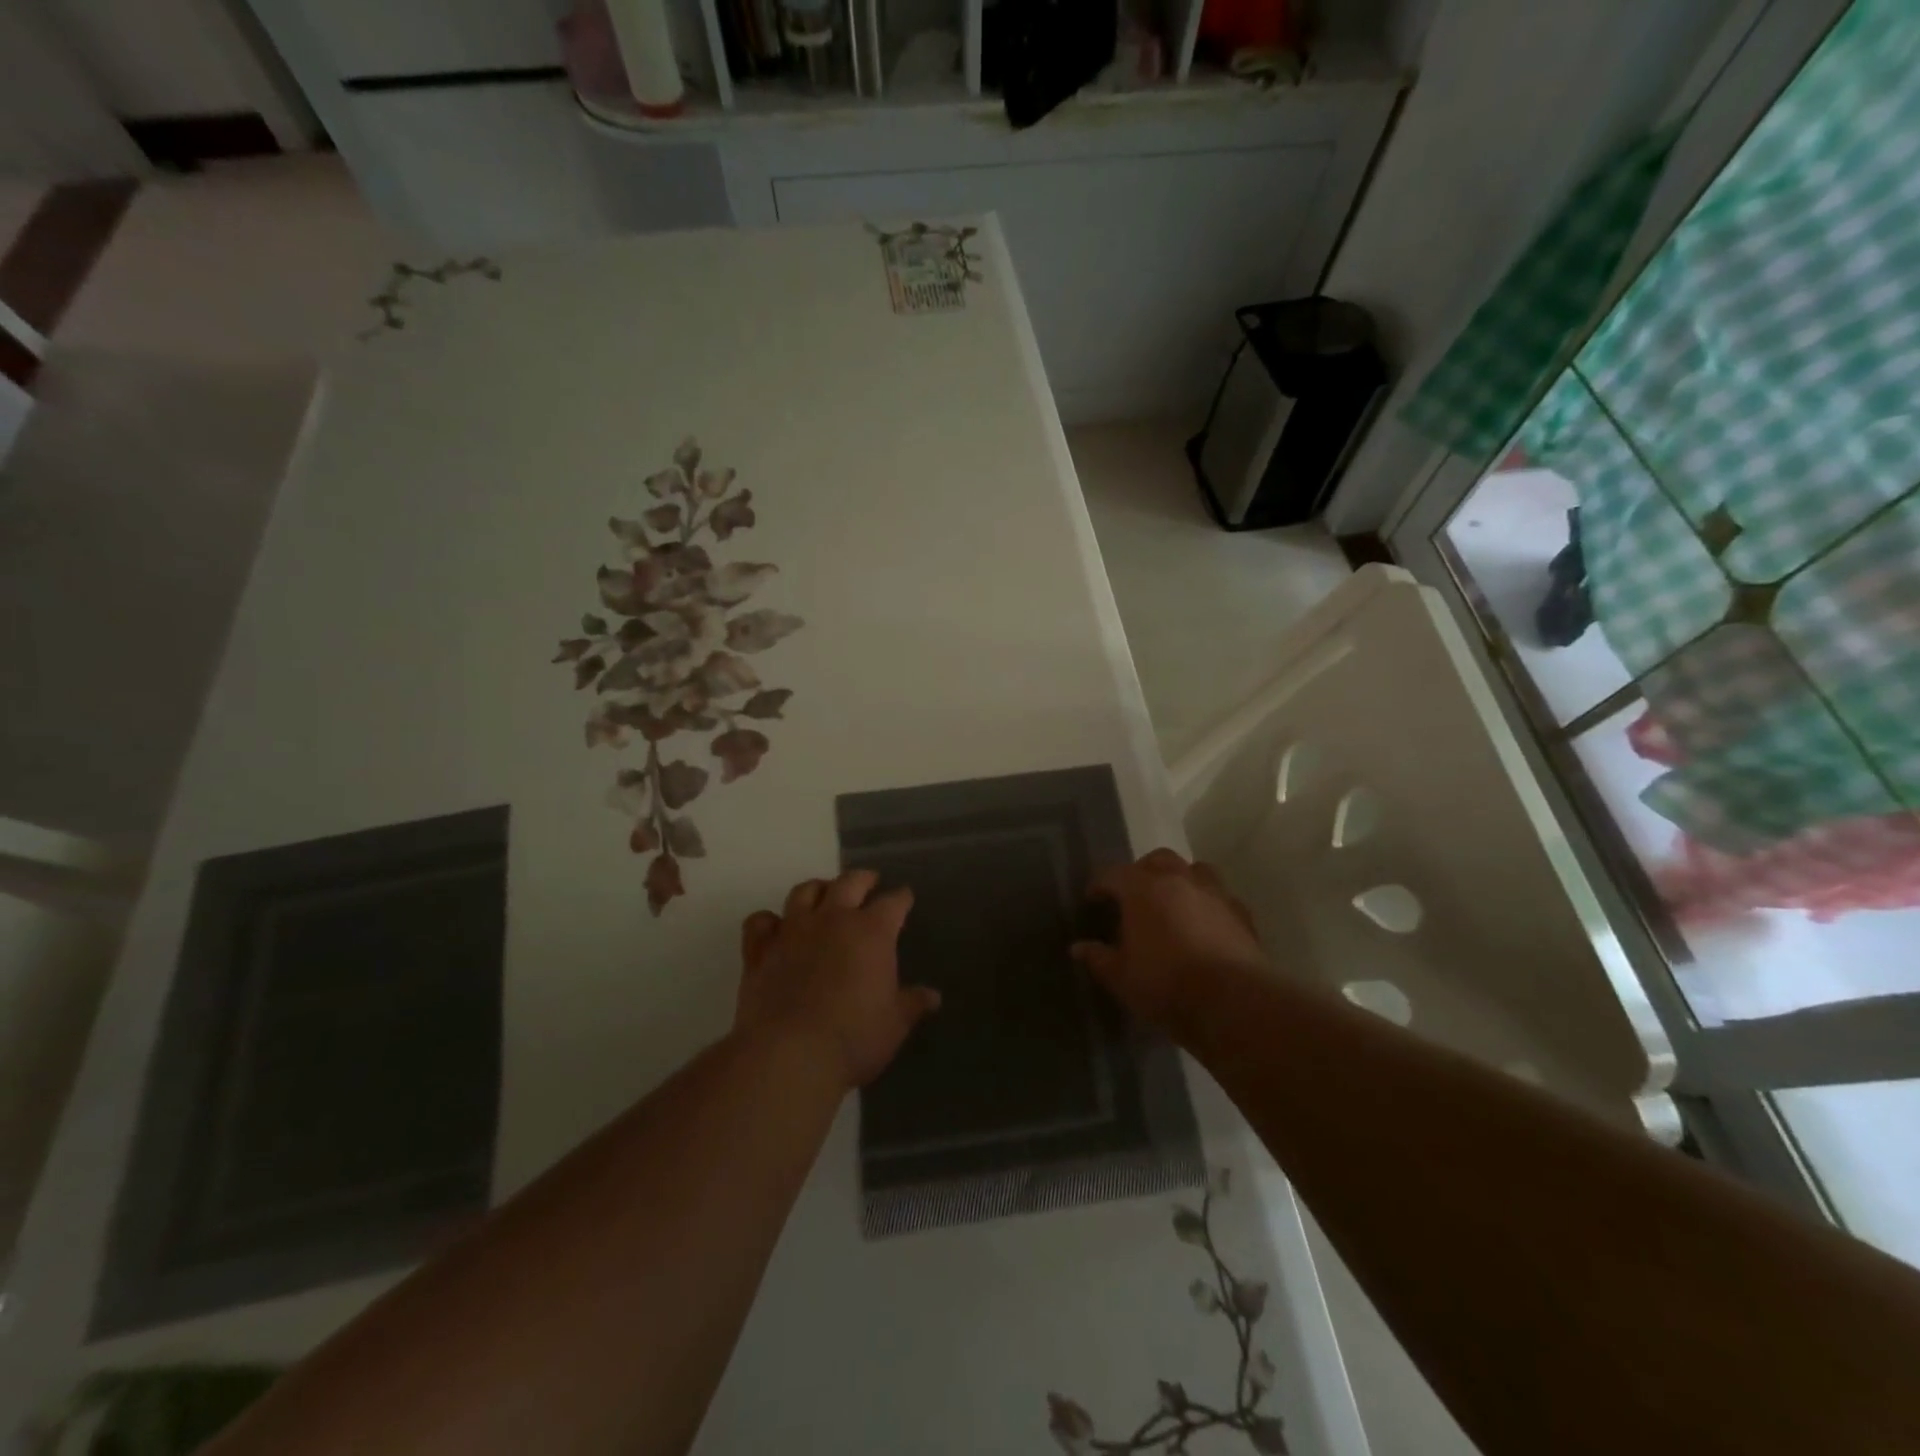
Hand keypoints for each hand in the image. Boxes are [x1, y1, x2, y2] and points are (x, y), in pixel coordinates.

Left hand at [735, 869, 941, 1088]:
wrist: (789, 1054)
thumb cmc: (854, 1038)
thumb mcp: (894, 1024)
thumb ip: (912, 1003)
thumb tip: (933, 997)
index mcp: (872, 932)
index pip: (893, 903)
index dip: (902, 898)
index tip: (906, 897)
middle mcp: (833, 920)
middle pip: (849, 883)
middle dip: (863, 878)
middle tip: (869, 880)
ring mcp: (793, 931)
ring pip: (804, 892)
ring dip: (818, 888)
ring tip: (824, 893)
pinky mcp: (759, 950)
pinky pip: (760, 922)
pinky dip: (768, 920)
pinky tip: (775, 927)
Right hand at [1071, 848, 1266, 1036]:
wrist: (1232, 1002)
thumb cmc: (1165, 984)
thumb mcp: (1120, 977)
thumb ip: (1098, 958)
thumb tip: (1078, 948)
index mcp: (1143, 889)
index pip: (1113, 874)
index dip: (1100, 885)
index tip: (1092, 900)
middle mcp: (1179, 880)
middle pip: (1158, 859)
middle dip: (1142, 871)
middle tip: (1133, 895)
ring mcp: (1215, 894)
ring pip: (1195, 870)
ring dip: (1180, 879)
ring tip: (1172, 901)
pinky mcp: (1242, 914)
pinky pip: (1220, 897)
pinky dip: (1208, 903)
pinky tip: (1204, 924)